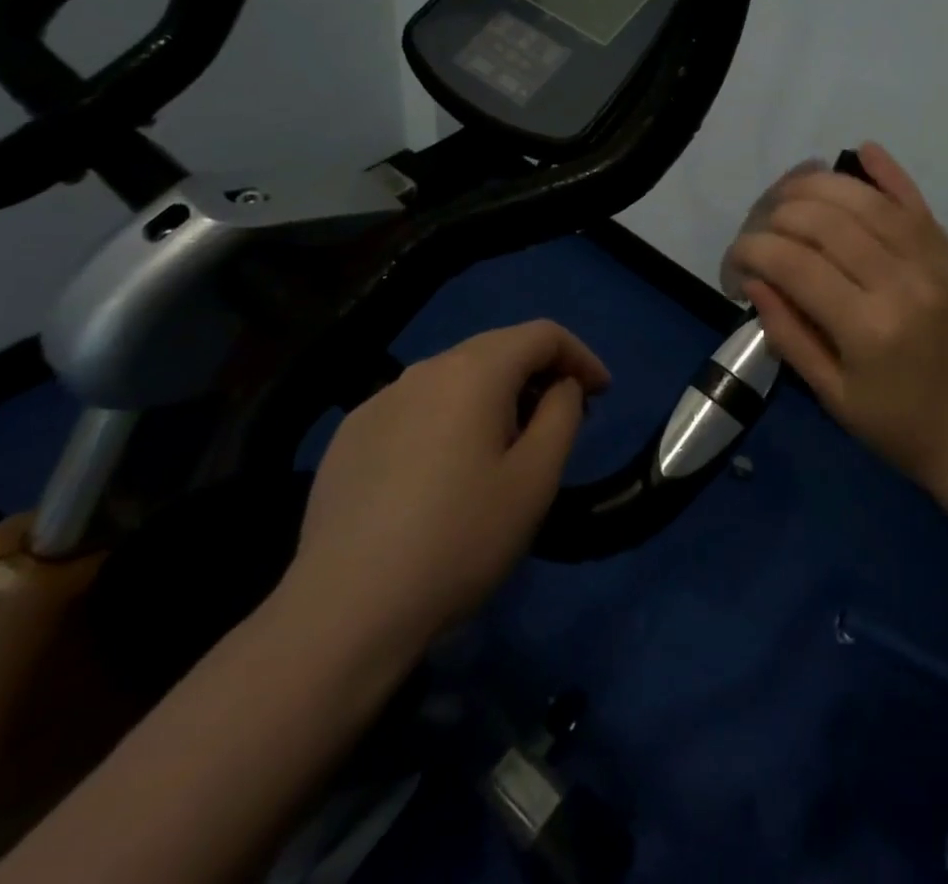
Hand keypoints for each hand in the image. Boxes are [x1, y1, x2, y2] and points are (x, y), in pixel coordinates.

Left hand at [280, 321, 610, 662]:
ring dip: (495, 395)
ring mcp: (379, 400)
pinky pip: (417, 407)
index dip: (580, 356)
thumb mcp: (535, 479)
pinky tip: (447, 469)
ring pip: (455, 377)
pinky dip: (450, 418)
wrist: (345, 612)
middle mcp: (424, 370)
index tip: (602, 394)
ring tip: (508, 445)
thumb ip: (562, 414)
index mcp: (473, 372)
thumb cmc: (459, 540)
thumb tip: (560, 387)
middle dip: (540, 373)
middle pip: (497, 349)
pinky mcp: (350, 435)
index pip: (541, 335)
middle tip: (565, 417)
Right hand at [727, 142, 947, 496]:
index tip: (733, 260)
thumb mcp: (831, 394)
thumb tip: (754, 279)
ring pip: (864, 200)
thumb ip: (789, 332)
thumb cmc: (897, 425)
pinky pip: (914, 201)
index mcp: (867, 327)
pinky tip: (861, 151)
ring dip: (818, 186)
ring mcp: (931, 261)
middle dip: (776, 216)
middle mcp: (900, 281)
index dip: (751, 250)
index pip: (793, 263)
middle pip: (824, 220)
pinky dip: (888, 172)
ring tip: (787, 194)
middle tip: (757, 232)